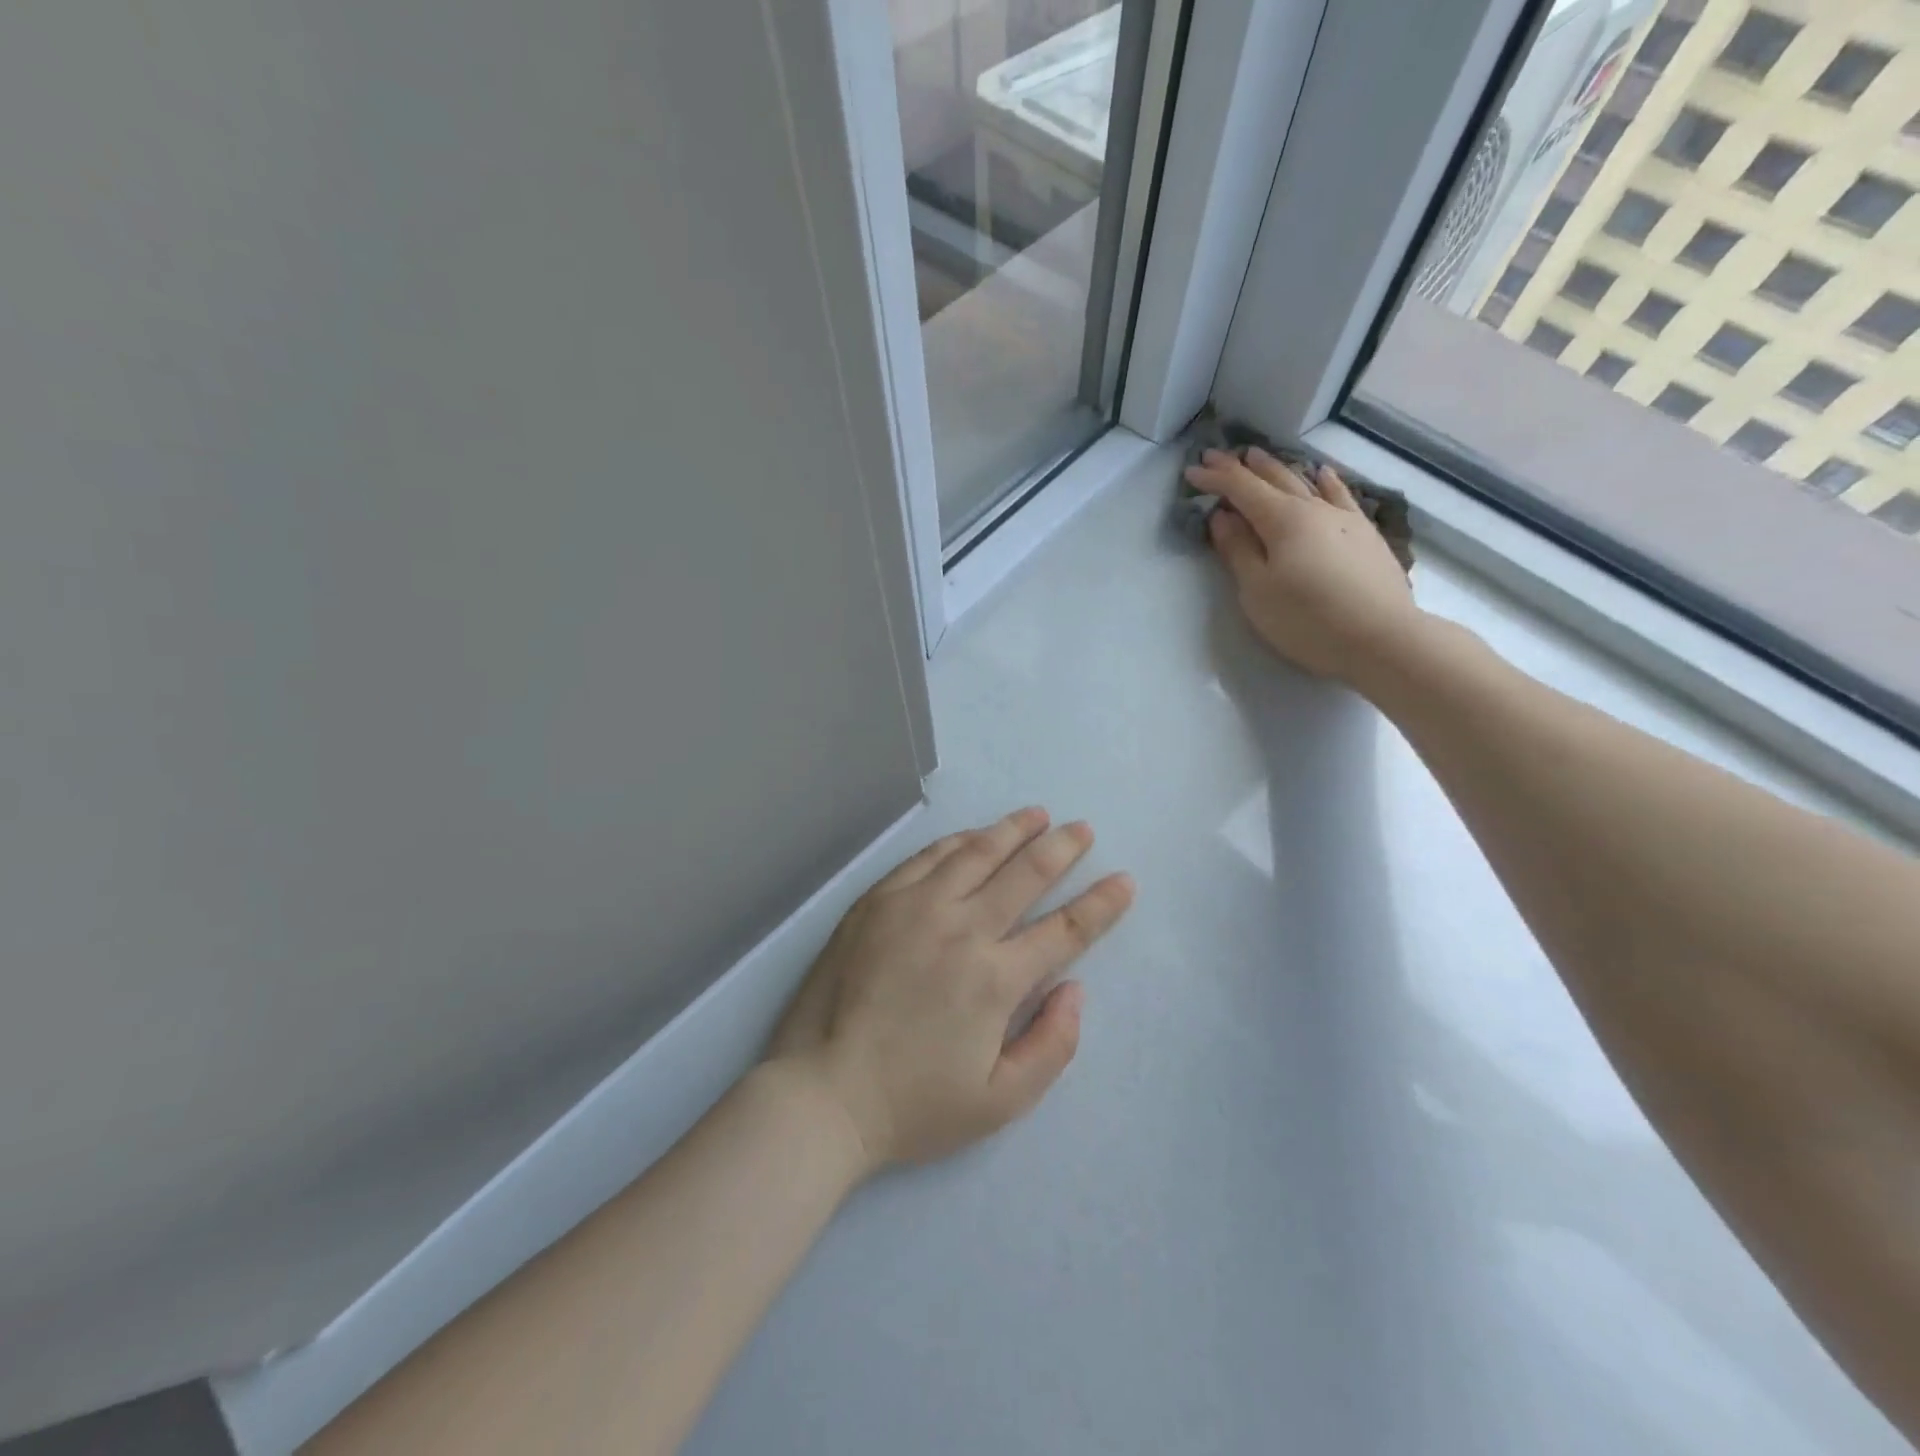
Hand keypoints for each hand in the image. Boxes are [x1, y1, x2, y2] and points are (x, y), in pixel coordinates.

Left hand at [766, 808, 1134, 1173]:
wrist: (820, 1093)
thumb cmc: (913, 1105)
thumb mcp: (999, 1102)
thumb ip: (1052, 1046)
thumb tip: (1074, 989)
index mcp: (995, 978)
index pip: (1065, 929)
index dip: (1102, 903)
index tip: (1124, 880)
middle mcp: (962, 928)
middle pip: (1025, 873)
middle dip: (1062, 847)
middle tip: (1082, 829)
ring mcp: (915, 906)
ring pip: (976, 852)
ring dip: (1013, 829)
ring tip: (1037, 814)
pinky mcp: (877, 900)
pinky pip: (927, 857)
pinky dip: (958, 841)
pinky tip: (973, 836)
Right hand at [1183, 447, 1423, 689]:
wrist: (1381, 638)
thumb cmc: (1307, 619)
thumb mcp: (1257, 590)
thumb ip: (1237, 550)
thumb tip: (1222, 517)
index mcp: (1282, 520)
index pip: (1241, 489)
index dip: (1215, 478)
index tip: (1192, 470)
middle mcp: (1314, 509)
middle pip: (1273, 479)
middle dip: (1243, 467)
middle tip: (1218, 454)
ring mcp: (1344, 519)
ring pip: (1306, 482)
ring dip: (1278, 468)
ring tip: (1259, 456)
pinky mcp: (1365, 535)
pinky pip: (1341, 496)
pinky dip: (1326, 481)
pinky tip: (1322, 474)